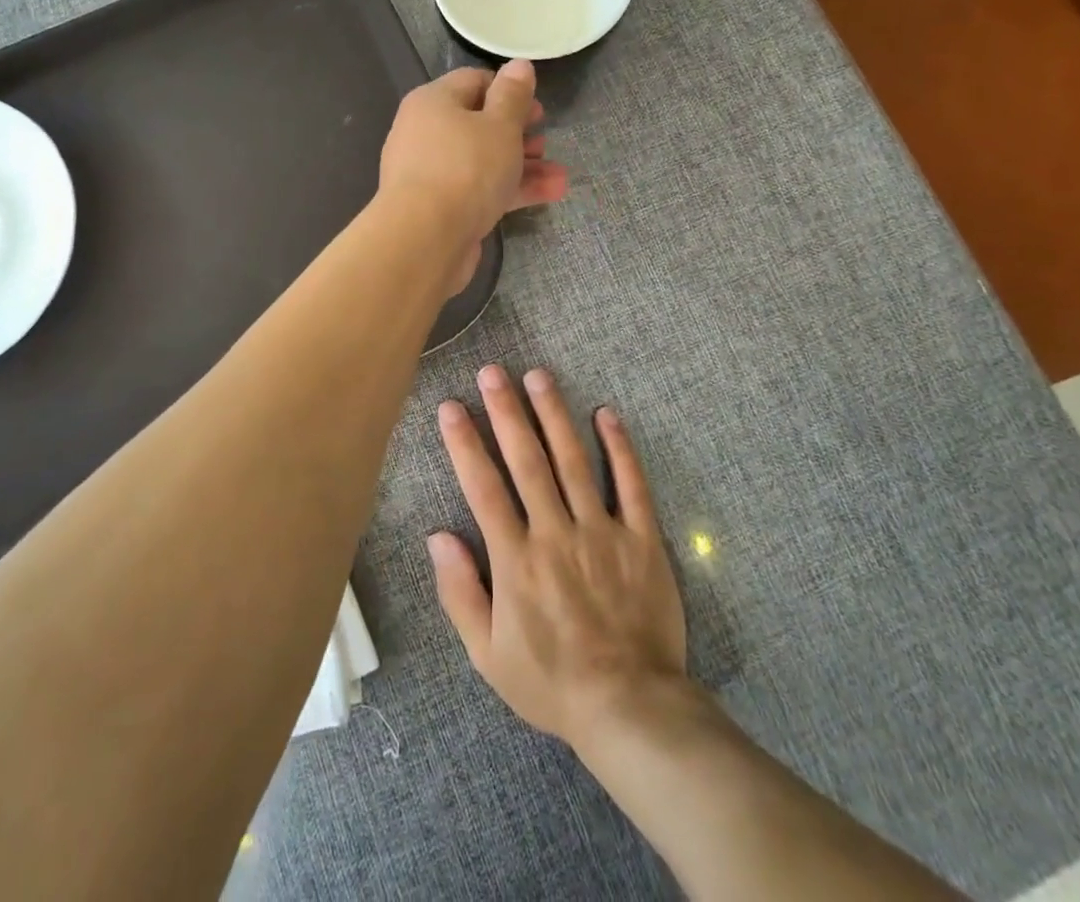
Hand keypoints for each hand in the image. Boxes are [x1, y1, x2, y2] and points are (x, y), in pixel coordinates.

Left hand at [379, 62, 567, 289]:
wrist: (425, 239)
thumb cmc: (466, 169)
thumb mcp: (500, 125)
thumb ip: (513, 95)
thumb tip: (519, 64)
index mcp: (433, 102)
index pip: (473, 82)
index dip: (508, 90)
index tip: (536, 107)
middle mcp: (426, 133)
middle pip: (478, 124)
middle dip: (519, 134)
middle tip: (545, 141)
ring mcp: (431, 173)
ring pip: (483, 161)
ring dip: (523, 166)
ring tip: (560, 176)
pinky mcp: (440, 208)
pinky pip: (479, 190)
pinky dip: (510, 190)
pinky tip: (549, 195)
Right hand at [427, 365, 686, 753]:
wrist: (630, 708)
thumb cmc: (551, 682)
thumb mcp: (487, 654)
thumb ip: (460, 592)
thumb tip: (437, 535)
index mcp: (516, 559)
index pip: (484, 487)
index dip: (465, 443)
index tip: (452, 406)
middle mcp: (556, 533)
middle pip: (527, 461)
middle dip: (506, 411)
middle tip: (493, 371)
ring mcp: (602, 531)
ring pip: (574, 461)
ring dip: (554, 415)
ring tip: (539, 375)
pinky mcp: (642, 538)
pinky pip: (631, 485)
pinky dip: (620, 448)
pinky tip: (606, 414)